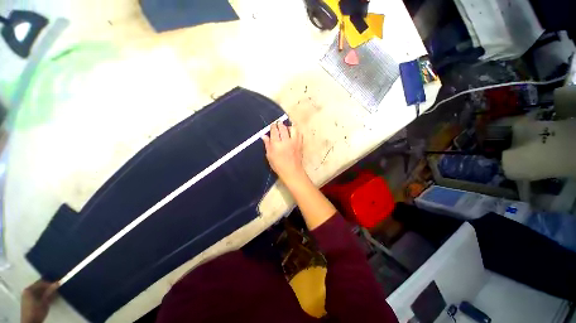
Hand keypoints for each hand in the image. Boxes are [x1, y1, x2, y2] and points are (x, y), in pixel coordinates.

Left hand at [21, 280, 58, 322]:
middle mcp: (27, 290)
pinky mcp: (27, 300)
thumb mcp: (45, 302)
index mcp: (29, 289)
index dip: (49, 284)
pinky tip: (45, 299)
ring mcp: (26, 296)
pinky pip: (35, 295)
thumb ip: (50, 292)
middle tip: (55, 291)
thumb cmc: (37, 311)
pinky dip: (41, 296)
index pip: (41, 283)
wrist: (30, 322)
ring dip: (44, 292)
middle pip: (38, 286)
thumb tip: (58, 283)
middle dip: (47, 288)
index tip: (57, 286)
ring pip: (37, 291)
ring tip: (51, 296)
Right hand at [262, 122, 306, 186]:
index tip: (272, 125)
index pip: (274, 131)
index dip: (273, 126)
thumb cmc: (278, 165)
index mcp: (276, 144)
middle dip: (280, 124)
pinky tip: (293, 133)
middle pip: (283, 127)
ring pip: (293, 128)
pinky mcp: (300, 144)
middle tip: (278, 123)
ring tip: (286, 128)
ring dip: (289, 126)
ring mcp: (294, 142)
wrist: (292, 171)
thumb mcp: (270, 156)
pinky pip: (299, 134)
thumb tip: (263, 135)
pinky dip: (296, 131)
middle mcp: (286, 141)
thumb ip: (267, 144)